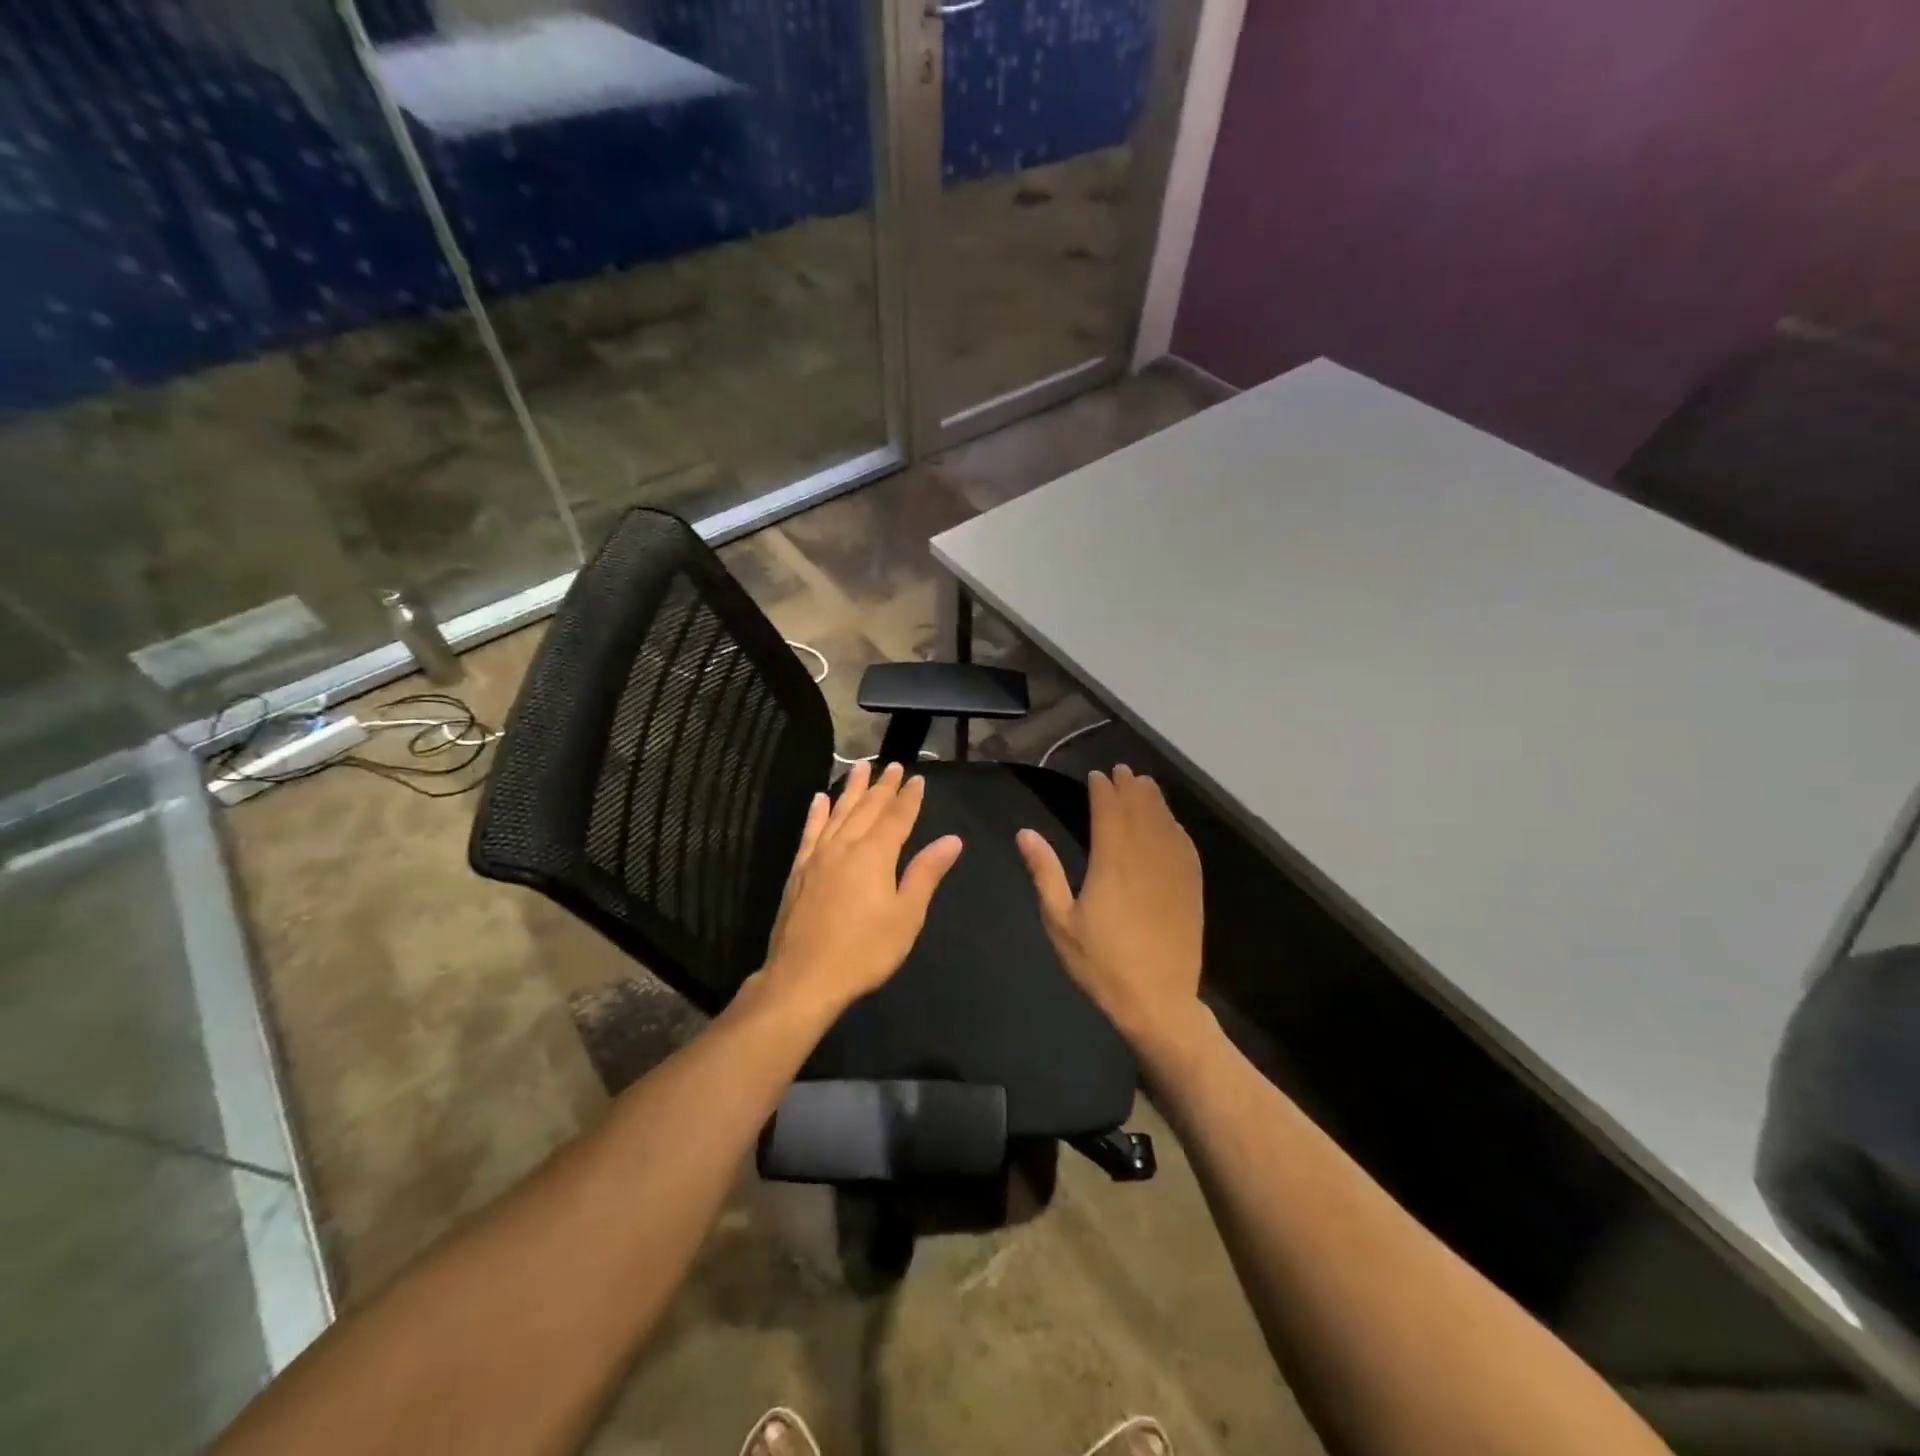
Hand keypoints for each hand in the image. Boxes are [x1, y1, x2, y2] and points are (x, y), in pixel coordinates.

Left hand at [758, 760, 962, 1021]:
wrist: (803, 977)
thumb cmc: (864, 950)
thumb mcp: (906, 915)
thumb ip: (926, 873)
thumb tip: (952, 840)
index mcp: (876, 854)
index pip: (897, 817)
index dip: (909, 797)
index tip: (918, 779)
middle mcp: (846, 845)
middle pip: (867, 808)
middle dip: (883, 786)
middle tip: (893, 766)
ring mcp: (818, 856)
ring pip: (838, 812)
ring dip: (851, 789)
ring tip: (860, 767)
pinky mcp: (798, 870)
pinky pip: (810, 831)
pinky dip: (817, 813)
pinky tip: (819, 799)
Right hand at [1017, 765, 1203, 1048]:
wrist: (1158, 1001)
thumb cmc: (1101, 963)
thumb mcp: (1060, 921)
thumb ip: (1045, 872)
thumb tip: (1026, 833)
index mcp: (1112, 862)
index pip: (1109, 811)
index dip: (1103, 790)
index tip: (1097, 776)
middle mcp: (1146, 857)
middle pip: (1140, 809)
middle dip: (1130, 787)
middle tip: (1122, 771)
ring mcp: (1173, 871)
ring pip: (1165, 822)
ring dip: (1154, 800)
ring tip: (1144, 784)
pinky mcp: (1191, 887)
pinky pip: (1185, 845)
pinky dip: (1175, 826)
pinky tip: (1170, 823)